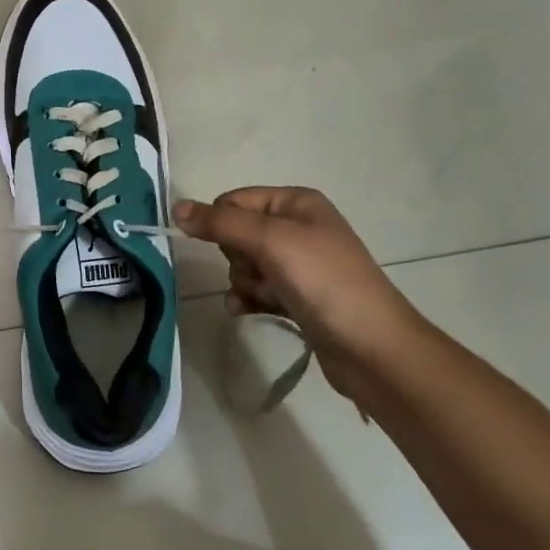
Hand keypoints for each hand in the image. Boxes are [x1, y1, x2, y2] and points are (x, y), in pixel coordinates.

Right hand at [173, 187, 417, 395]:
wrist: (374, 349)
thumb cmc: (324, 282)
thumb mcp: (270, 241)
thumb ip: (220, 223)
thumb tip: (176, 208)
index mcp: (297, 203)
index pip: (236, 200)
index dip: (222, 223)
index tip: (225, 248)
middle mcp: (299, 227)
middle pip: (238, 233)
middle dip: (236, 257)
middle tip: (257, 272)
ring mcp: (300, 265)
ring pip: (245, 264)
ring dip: (242, 282)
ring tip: (259, 297)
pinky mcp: (299, 297)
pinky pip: (257, 289)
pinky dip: (249, 298)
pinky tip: (246, 311)